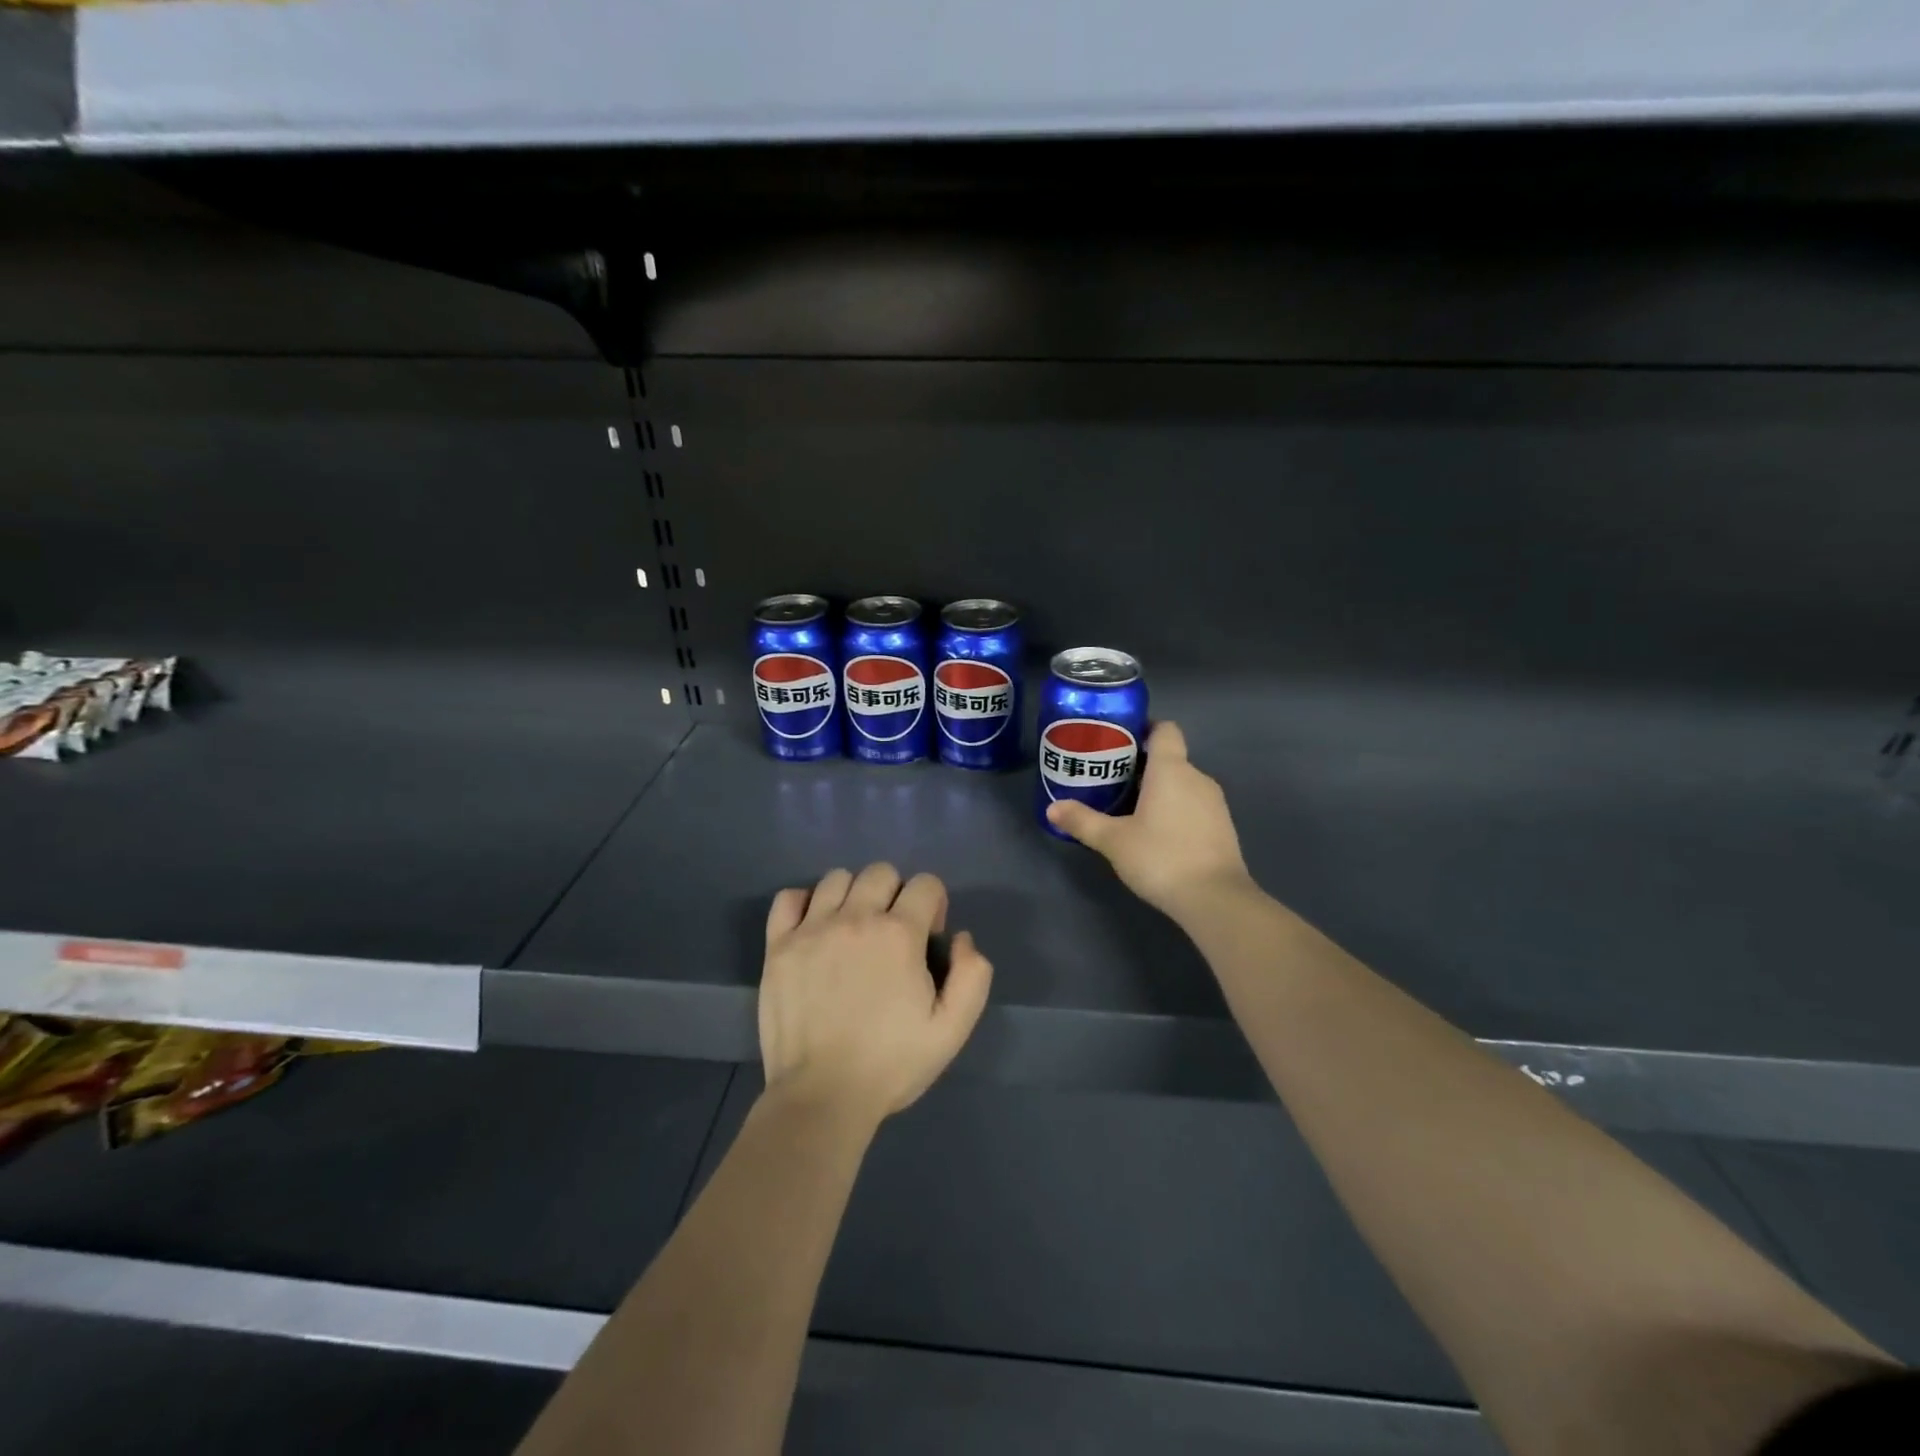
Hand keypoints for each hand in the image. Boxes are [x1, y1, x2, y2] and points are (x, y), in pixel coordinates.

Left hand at [759, 864, 993, 1124]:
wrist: (822, 1097)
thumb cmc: (891, 1064)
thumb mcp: (951, 1030)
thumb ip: (972, 976)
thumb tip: (960, 937)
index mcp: (899, 934)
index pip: (925, 884)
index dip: (934, 906)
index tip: (927, 940)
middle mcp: (856, 918)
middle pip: (881, 872)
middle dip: (895, 894)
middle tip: (891, 935)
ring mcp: (812, 929)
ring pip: (837, 878)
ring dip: (853, 896)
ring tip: (852, 931)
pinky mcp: (779, 946)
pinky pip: (789, 898)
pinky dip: (804, 903)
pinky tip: (813, 929)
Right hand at [1046, 721, 1253, 919]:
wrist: (1215, 899)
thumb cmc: (1161, 857)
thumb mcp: (1113, 840)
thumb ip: (1082, 821)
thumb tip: (1052, 808)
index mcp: (1171, 770)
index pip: (1165, 729)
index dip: (1145, 728)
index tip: (1120, 742)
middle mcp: (1197, 777)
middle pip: (1169, 758)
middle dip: (1142, 765)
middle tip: (1111, 780)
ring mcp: (1214, 803)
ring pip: (1182, 783)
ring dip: (1159, 790)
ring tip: (1129, 808)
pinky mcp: (1222, 826)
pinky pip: (1194, 805)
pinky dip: (1175, 810)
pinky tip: (1156, 833)